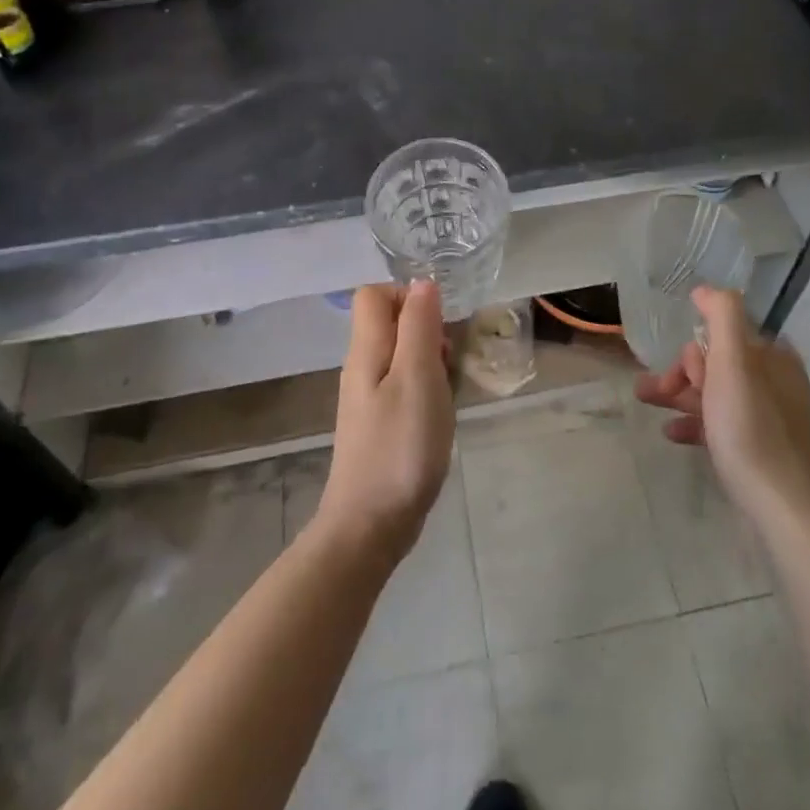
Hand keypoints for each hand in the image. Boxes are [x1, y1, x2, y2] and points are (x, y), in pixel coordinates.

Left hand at [315, 281, 454, 565]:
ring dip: (429, 361)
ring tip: (447, 390)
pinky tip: (439, 415)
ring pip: (400, 355)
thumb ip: (419, 326)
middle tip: (447, 361)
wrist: (369, 526)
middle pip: (390, 323)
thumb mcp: (417, 378)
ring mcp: (368, 397)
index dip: (408, 296)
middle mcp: (362, 366)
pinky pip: (403, 385)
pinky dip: (425, 388)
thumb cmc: (399, 447)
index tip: (437, 324)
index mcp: (367, 349)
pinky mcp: (379, 423)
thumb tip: (422, 282)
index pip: (374, 294)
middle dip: (426, 330)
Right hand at [634, 287, 809, 533]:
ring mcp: (773, 419)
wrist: (780, 509)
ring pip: (717, 394)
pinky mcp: (764, 450)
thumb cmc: (751, 429)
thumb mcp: (733, 362)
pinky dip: (697, 423)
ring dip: (681, 396)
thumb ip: (722, 316)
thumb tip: (706, 289)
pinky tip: (672, 434)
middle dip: (683, 374)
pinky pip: (724, 425)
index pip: (727, 336)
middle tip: (654, 391)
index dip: (697, 350)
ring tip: (646, 402)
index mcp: (777, 359)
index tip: (681, 373)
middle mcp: (779, 383)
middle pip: (719, 364)